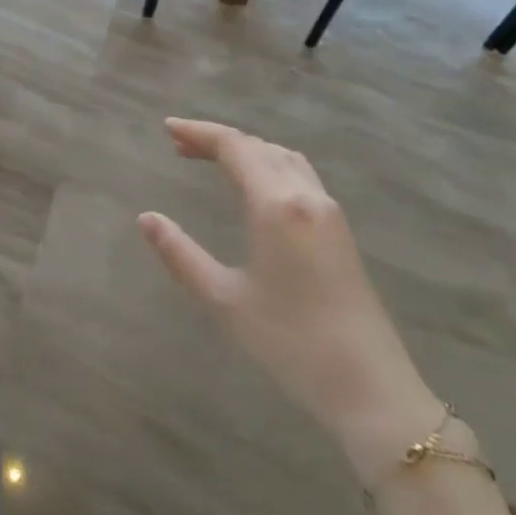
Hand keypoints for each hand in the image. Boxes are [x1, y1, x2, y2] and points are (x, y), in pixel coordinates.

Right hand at [138, 118, 441, 483]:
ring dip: (247, 150)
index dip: (199, 132)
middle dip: (218, 140)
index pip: (235, 147)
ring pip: (284, 158)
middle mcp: (306, 196)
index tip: (167, 128)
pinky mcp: (340, 230)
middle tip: (180, 145)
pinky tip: (255, 187)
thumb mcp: (224, 299)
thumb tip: (146, 218)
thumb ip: (180, 254)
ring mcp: (329, 212)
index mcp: (276, 206)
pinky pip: (300, 175)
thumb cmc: (290, 342)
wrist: (369, 386)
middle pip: (259, 147)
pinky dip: (269, 165)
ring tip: (212, 160)